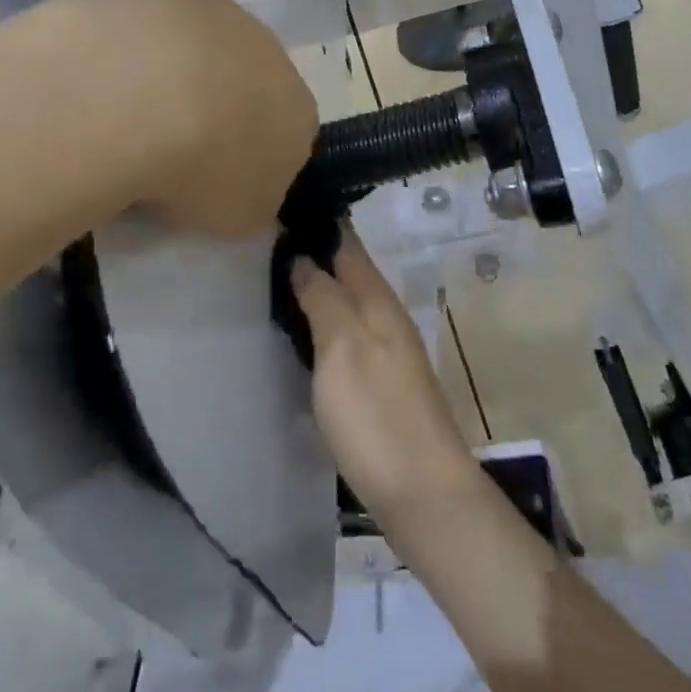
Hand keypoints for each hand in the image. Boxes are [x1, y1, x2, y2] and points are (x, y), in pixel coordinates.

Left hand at [77, 0, 317, 238]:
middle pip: (247, 77)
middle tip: (168, 135)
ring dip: (178, 59)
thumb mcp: (237, 216)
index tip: (210, 175)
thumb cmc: (198, 169)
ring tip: (127, 96)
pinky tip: (106, 54)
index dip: (249, 154)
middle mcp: (270, 50)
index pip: (285, 133)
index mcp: (297, 109)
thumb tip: (242, 186)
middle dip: (217, 98)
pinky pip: (157, 9)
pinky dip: (139, 29)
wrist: (142, 95)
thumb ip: (250, 199)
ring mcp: (220, 8)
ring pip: (204, 36)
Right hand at [292, 229, 484, 528]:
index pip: (348, 243)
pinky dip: (323, 319)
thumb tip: (305, 257)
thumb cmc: (376, 413)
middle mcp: (385, 316)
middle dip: (316, 250)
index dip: (322, 221)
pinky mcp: (379, 382)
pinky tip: (301, 327)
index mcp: (378, 299)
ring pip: (347, 301)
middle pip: (348, 270)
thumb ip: (324, 297)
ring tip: (277, 274)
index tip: (287, 199)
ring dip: (318, 285)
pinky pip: (346, 333)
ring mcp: (385, 350)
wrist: (422, 492)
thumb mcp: (342, 347)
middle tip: (268, 236)